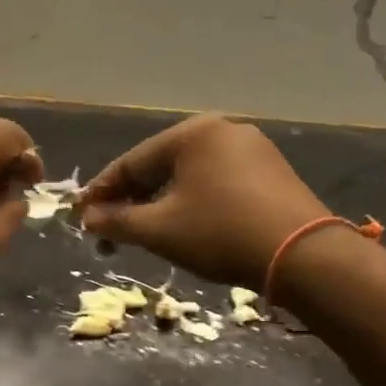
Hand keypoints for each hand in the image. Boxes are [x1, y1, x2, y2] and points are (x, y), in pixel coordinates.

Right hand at [76, 114, 325, 286]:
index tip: (82, 216)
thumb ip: (117, 221)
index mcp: (192, 133)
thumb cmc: (220, 234)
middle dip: (133, 198)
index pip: (131, 162)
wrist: (303, 255)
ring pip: (190, 174)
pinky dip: (194, 200)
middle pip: (161, 165)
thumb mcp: (159, 230)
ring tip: (145, 230)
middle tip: (111, 228)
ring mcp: (252, 147)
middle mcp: (222, 129)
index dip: (102, 192)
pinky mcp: (271, 170)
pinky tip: (186, 223)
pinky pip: (217, 180)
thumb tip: (88, 218)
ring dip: (162, 201)